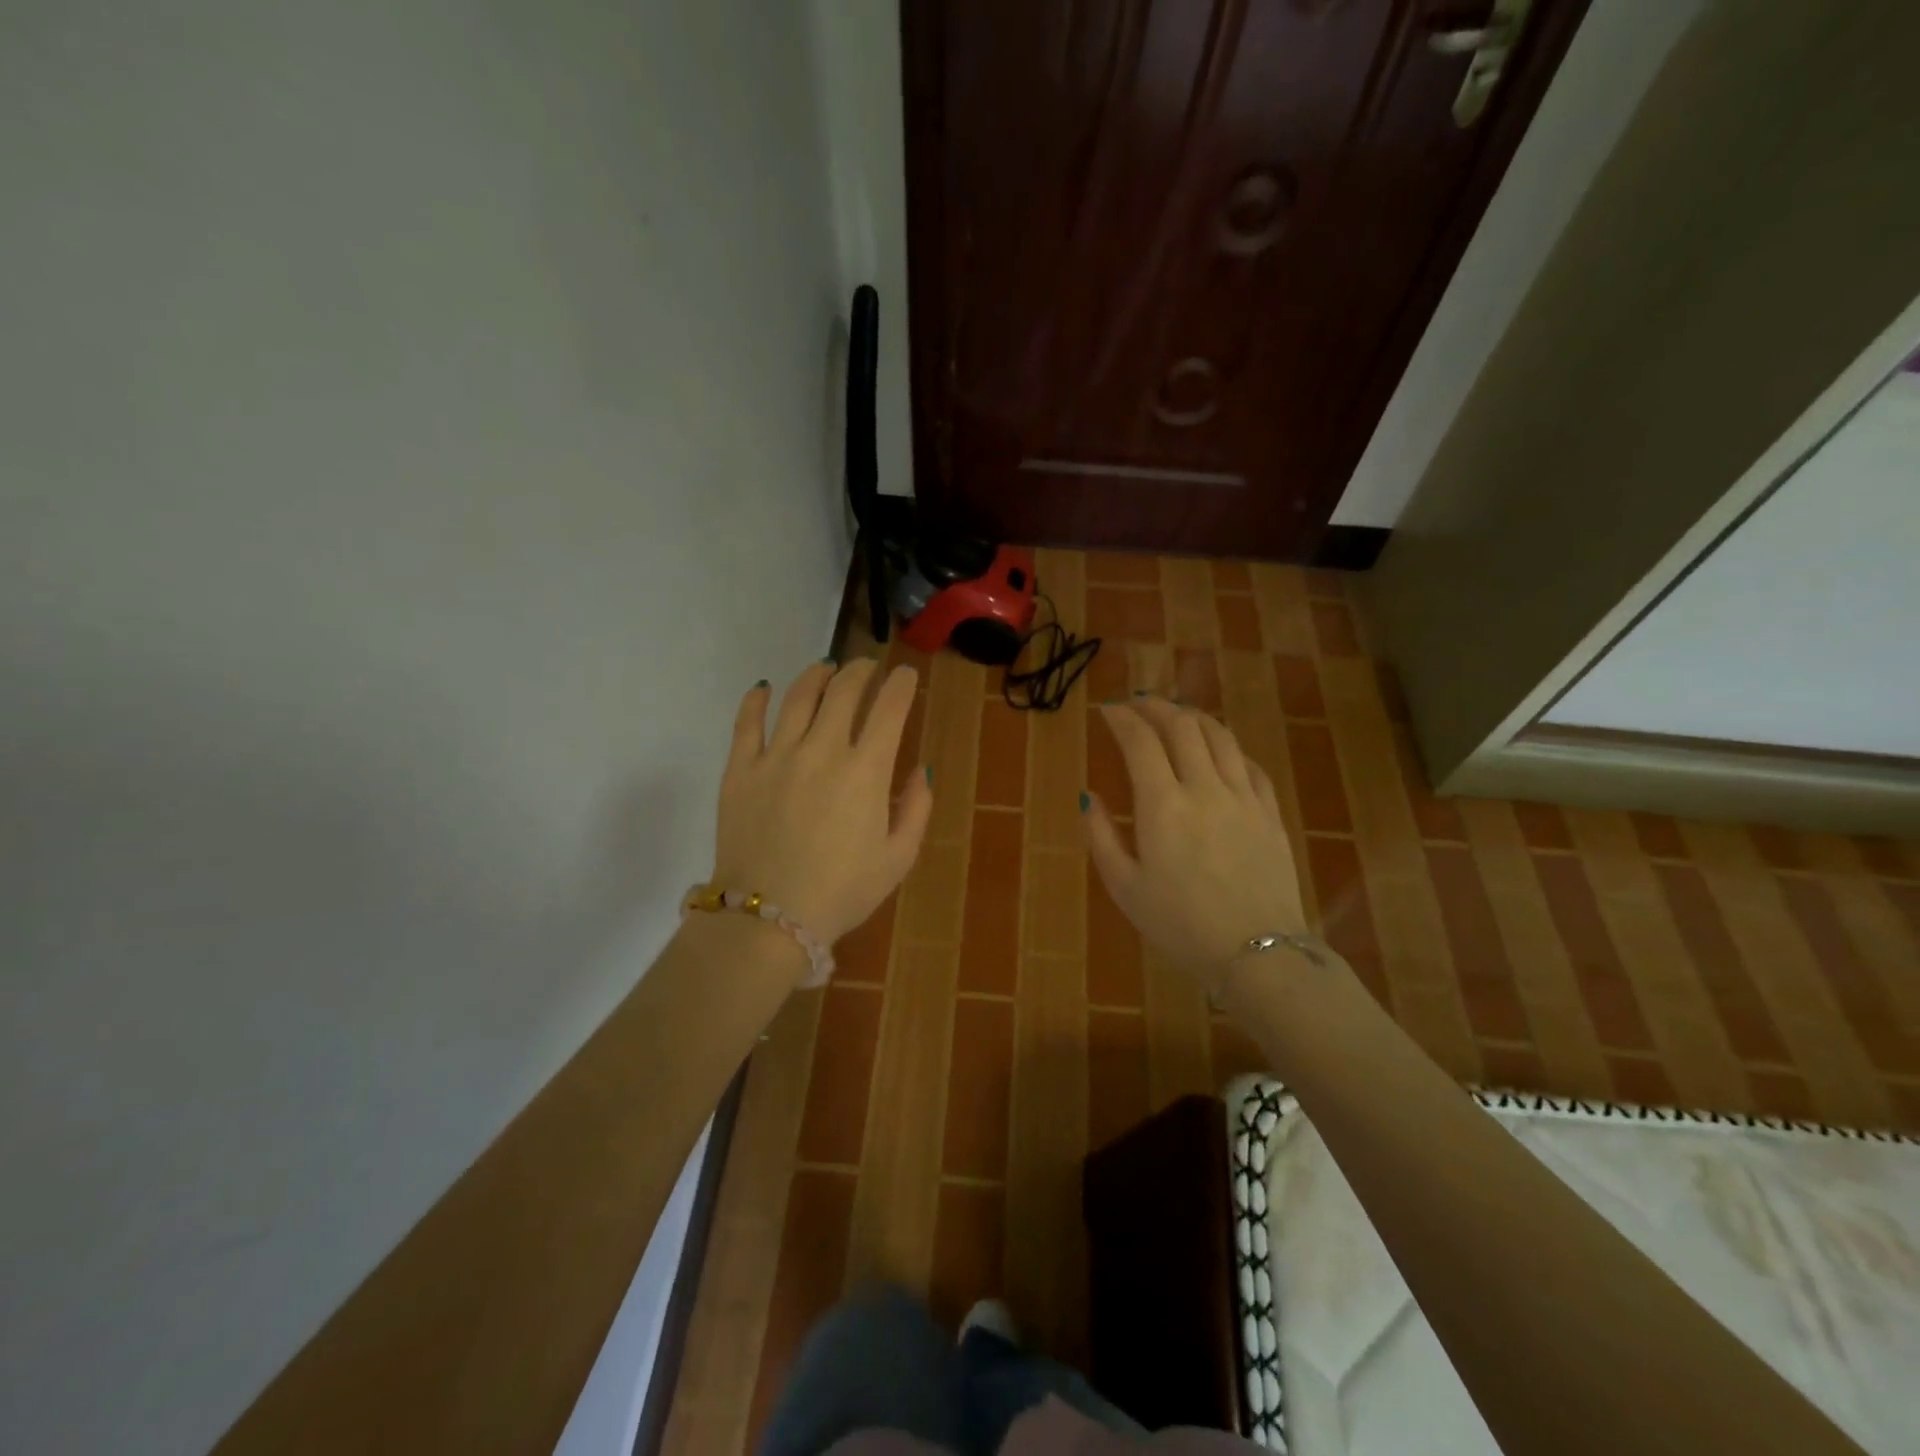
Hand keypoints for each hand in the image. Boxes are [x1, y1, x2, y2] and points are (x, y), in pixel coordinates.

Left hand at [713, 659, 931, 947]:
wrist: (767, 918)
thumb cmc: (842, 892)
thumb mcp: (898, 858)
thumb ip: (916, 809)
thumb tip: (920, 769)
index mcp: (865, 770)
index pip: (889, 708)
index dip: (901, 684)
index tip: (906, 676)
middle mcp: (822, 750)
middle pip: (844, 691)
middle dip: (862, 670)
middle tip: (869, 667)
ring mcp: (776, 755)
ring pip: (798, 696)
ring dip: (817, 675)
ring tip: (825, 668)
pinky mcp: (740, 769)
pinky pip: (746, 722)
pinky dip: (757, 699)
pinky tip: (764, 688)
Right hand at [1083, 697, 1307, 991]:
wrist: (1259, 953)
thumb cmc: (1180, 925)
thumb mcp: (1124, 887)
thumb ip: (1101, 836)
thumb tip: (1088, 796)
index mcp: (1163, 805)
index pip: (1140, 741)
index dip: (1122, 718)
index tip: (1107, 709)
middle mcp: (1205, 788)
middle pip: (1183, 726)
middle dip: (1156, 705)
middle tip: (1138, 702)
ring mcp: (1244, 798)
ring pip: (1220, 737)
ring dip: (1194, 717)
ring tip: (1177, 714)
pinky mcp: (1271, 813)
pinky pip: (1250, 765)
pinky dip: (1229, 748)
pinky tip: (1220, 752)